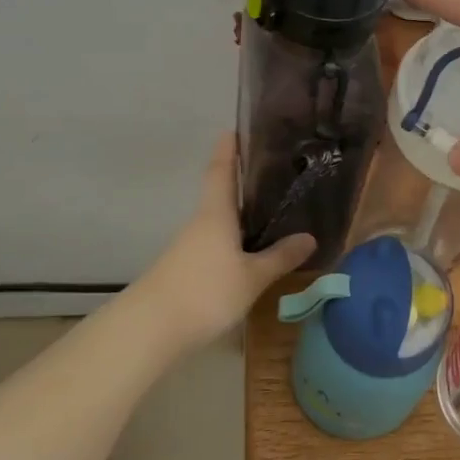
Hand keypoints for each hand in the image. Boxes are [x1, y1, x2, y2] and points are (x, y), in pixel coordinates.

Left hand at [135, 133, 314, 347]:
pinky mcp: (184, 269)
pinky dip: (231, 240)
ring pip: (217, 222)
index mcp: (215, 214)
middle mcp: (200, 223)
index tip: (235, 129)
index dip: (228, 149)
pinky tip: (248, 252)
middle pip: (219, 195)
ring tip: (268, 212)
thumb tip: (309, 237)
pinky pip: (213, 244)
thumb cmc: (205, 291)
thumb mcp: (252, 277)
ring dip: (238, 215)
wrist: (149, 329)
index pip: (221, 171)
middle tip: (271, 173)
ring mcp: (188, 247)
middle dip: (240, 182)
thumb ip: (279, 257)